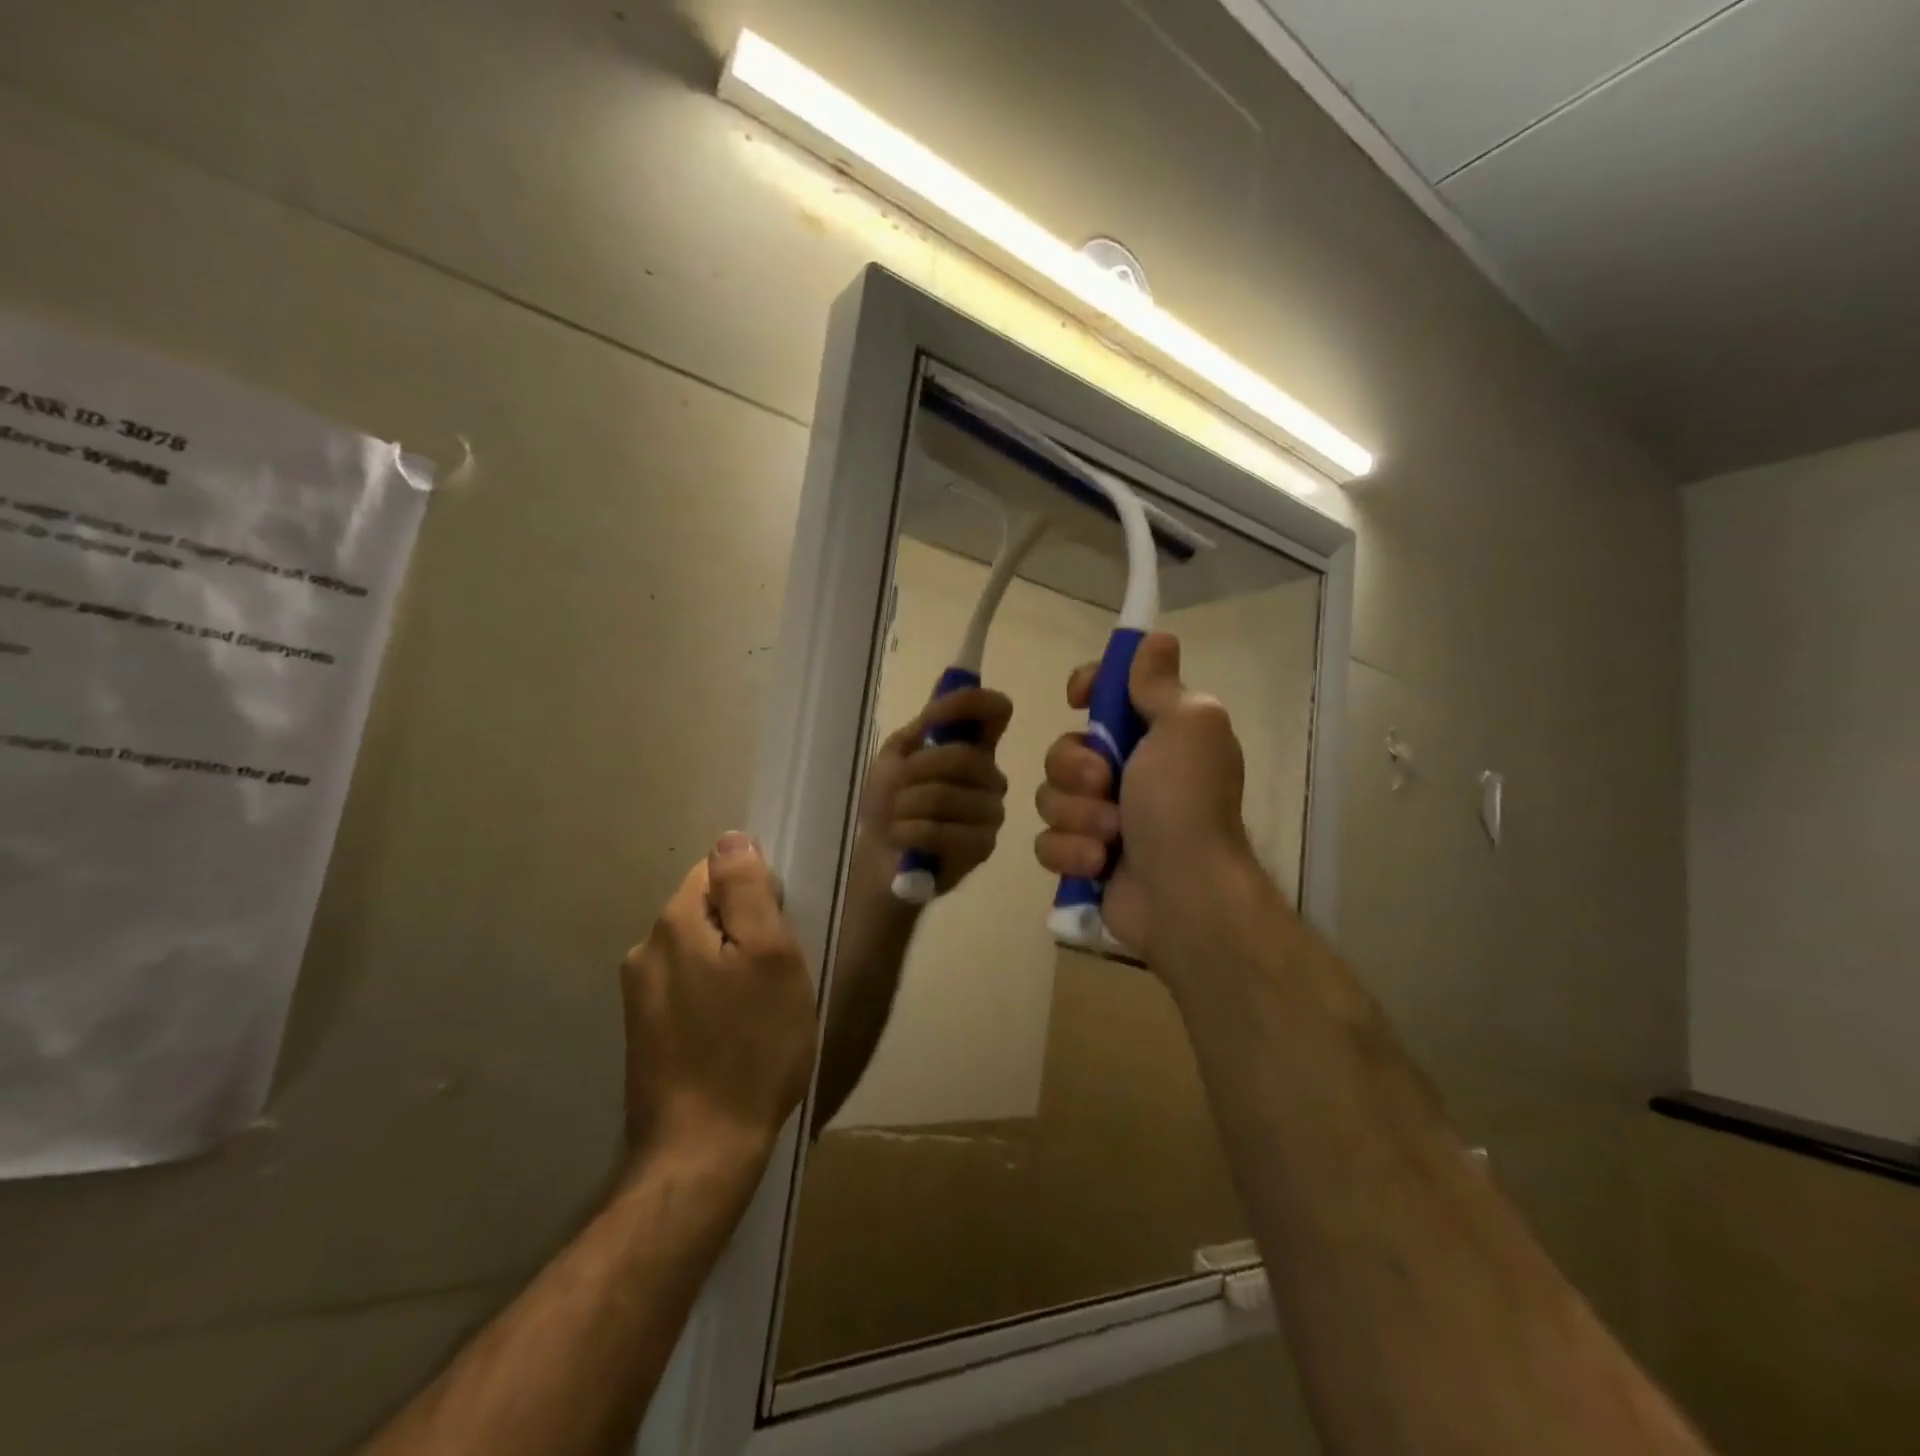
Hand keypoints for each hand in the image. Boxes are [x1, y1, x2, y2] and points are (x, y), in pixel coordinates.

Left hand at [620, 834, 819, 1167]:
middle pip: (706, 910)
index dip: (756, 892)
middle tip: (776, 974)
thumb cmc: (752, 1045)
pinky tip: (733, 1032)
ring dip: (730, 964)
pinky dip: (714, 994)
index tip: (779, 931)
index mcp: (674, 924)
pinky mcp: (642, 1031)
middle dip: (744, 928)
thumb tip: (730, 839)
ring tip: (759, 1007)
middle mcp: (646, 950)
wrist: (702, 1150)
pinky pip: (687, 987)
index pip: (717, 870)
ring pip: (699, 950)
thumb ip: (747, 890)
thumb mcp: (770, 956)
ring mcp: (638, 994)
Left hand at [859, 687, 1012, 892]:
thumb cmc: (890, 805)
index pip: (996, 711)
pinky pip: (943, 830)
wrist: (881, 859)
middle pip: (964, 757)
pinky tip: (902, 838)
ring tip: (896, 818)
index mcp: (973, 748)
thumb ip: (921, 729)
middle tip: (895, 790)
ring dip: (906, 806)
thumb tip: (942, 700)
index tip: (935, 715)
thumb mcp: (895, 757)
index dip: (971, 703)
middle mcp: (990, 776)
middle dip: (917, 771)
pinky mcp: (984, 847)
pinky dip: (910, 832)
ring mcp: (991, 812)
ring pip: (947, 795)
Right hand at [1032, 633, 1253, 955]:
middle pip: (1064, 747)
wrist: (1183, 895)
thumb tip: (1156, 639)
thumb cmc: (1185, 803)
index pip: (1108, 693)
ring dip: (1077, 815)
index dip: (1089, 688)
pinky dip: (1071, 851)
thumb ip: (1160, 683)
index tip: (1079, 697)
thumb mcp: (1186, 727)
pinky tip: (1099, 864)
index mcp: (1155, 734)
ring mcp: (1101, 817)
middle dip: (1076, 767)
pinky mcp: (1082, 857)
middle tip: (1106, 785)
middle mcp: (1127, 771)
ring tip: (1110, 837)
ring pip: (1049, 795)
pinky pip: (1046, 840)